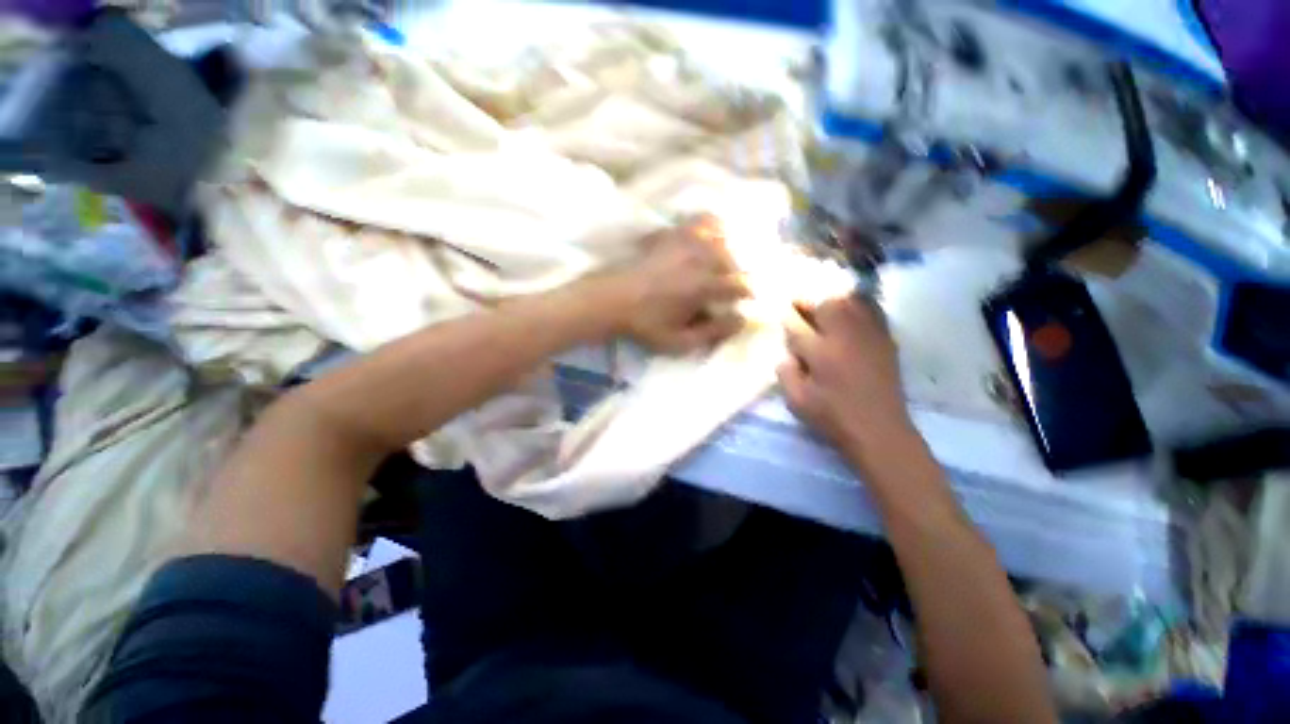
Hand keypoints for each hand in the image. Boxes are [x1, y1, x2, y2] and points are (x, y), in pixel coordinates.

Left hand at [609, 216, 749, 353]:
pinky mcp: (669, 234)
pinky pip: (697, 222)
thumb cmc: (644, 325)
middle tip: (729, 287)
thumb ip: (713, 332)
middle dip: (735, 274)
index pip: (739, 285)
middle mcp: (698, 258)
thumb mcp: (679, 341)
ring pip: (719, 237)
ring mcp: (683, 242)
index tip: (745, 301)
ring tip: (719, 265)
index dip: (747, 294)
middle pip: (732, 259)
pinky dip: (708, 228)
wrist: (609, 300)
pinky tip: (704, 240)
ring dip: (725, 251)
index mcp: (703, 286)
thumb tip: (742, 320)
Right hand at [778, 296, 916, 467]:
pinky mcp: (885, 340)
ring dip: (832, 301)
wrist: (879, 430)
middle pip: (826, 304)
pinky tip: (848, 312)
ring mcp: (869, 336)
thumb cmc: (833, 417)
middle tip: (797, 305)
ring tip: (821, 307)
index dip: (786, 317)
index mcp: (821, 353)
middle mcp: (846, 337)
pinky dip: (857, 305)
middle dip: (808, 302)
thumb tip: (787, 353)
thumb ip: (785, 372)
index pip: (797, 326)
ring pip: (851, 302)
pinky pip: (872, 310)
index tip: (779, 313)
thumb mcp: (797, 400)